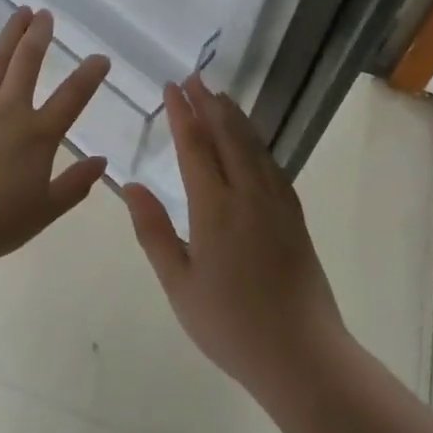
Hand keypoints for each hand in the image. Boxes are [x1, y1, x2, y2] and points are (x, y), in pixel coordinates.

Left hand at [0, 7, 110, 277]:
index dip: (89, 74)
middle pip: (27, 61)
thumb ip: (75, 185)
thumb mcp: (45, 211)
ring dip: (9, 35)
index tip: (100, 57)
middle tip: (45, 13)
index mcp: (37, 135)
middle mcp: (8, 112)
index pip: (72, 96)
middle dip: (39, 34)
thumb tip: (101, 161)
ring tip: (18, 15)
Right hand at [122, 75, 347, 401]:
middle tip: (193, 77)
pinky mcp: (294, 216)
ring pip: (253, 145)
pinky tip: (250, 142)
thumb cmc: (230, 324)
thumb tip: (131, 185)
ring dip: (233, 116)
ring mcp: (276, 202)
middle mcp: (248, 194)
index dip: (182, 113)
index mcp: (215, 208)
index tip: (171, 86)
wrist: (302, 354)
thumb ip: (153, 231)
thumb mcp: (178, 284)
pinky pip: (271, 164)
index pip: (195, 146)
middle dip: (208, 103)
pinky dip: (256, 142)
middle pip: (227, 135)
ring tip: (218, 96)